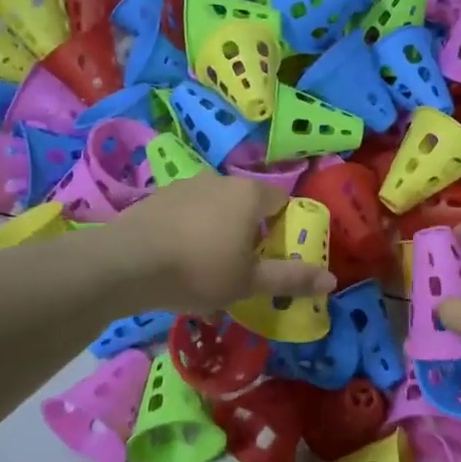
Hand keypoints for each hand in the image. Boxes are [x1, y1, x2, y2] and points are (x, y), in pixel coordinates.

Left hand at [104, 173, 336, 314]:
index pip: (280, 202)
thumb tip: (332, 280)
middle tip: (239, 269)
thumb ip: (290, 278)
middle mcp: (219, 180)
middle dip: (248, 233)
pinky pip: (185, 214)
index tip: (272, 258)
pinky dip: (188, 232)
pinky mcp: (156, 198)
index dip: (282, 229)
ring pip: (213, 209)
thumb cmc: (200, 270)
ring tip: (204, 269)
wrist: (128, 263)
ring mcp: (184, 185)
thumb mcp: (249, 282)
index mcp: (249, 194)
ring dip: (216, 232)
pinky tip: (176, 261)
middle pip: (245, 204)